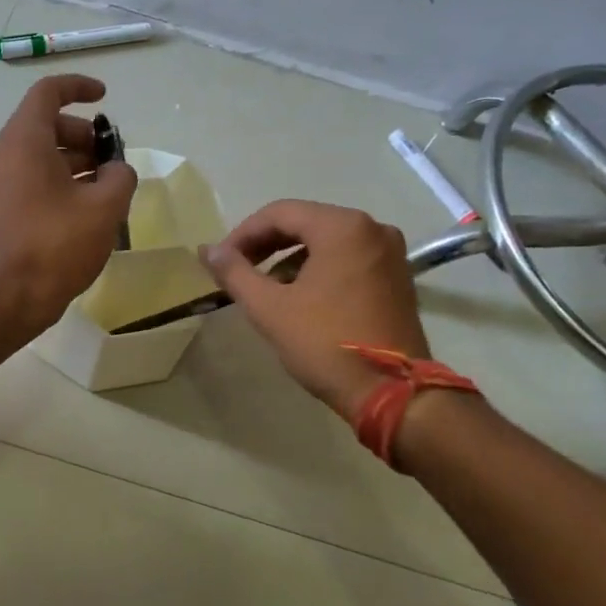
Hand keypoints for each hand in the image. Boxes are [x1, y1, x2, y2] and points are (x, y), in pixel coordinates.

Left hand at [0, 74, 137, 335]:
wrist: (4, 298)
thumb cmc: (55, 245)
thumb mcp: (104, 208)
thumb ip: (120, 177)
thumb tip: (116, 170)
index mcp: (23, 140)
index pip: (48, 93)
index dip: (79, 88)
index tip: (105, 98)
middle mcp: (0, 153)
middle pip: (45, 126)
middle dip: (84, 136)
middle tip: (113, 161)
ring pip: (38, 156)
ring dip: (74, 163)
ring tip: (106, 190)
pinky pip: (28, 180)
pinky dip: (56, 182)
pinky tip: (83, 210)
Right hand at [201, 200, 430, 420]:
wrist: (392, 393)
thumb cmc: (326, 344)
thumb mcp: (269, 308)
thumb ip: (234, 272)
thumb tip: (207, 250)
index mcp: (342, 227)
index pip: (280, 213)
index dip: (243, 234)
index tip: (220, 260)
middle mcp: (372, 229)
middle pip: (305, 223)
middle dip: (266, 245)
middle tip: (237, 270)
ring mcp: (390, 253)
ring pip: (327, 241)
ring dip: (290, 258)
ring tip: (265, 288)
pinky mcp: (397, 278)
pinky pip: (348, 258)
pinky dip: (318, 269)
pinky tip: (299, 297)